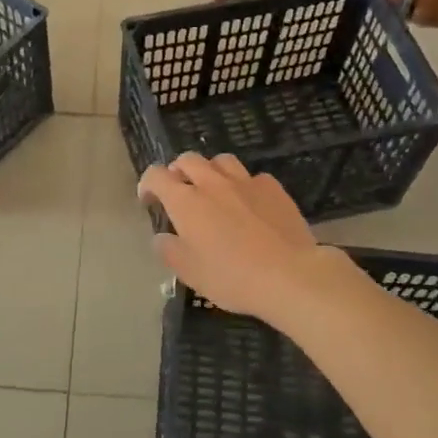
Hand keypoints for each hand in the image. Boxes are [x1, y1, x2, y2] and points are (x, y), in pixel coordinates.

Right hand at [138, 154, 332, 323]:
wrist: (289, 275)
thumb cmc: (231, 277)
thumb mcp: (189, 273)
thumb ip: (169, 250)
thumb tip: (162, 238)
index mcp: (186, 202)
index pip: (156, 176)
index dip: (147, 184)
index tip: (149, 201)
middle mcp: (213, 183)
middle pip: (188, 160)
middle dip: (177, 171)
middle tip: (179, 192)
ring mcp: (246, 182)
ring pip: (221, 161)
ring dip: (210, 171)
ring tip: (213, 190)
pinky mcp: (273, 188)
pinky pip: (252, 177)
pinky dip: (243, 185)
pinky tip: (249, 204)